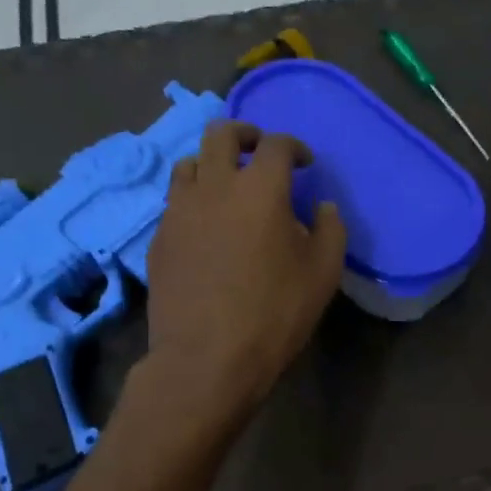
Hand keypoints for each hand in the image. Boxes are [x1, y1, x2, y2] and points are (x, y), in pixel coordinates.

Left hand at [146, 121, 346, 419]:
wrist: (207, 357)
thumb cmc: (274, 313)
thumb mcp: (323, 274)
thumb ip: (330, 230)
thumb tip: (322, 207)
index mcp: (260, 188)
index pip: (276, 145)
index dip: (294, 147)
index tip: (304, 163)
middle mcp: (214, 186)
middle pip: (220, 133)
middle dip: (244, 134)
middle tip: (258, 152)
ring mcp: (179, 210)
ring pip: (189, 163)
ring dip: (212, 164)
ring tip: (226, 187)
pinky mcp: (159, 238)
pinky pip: (175, 202)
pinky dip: (194, 200)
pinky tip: (206, 228)